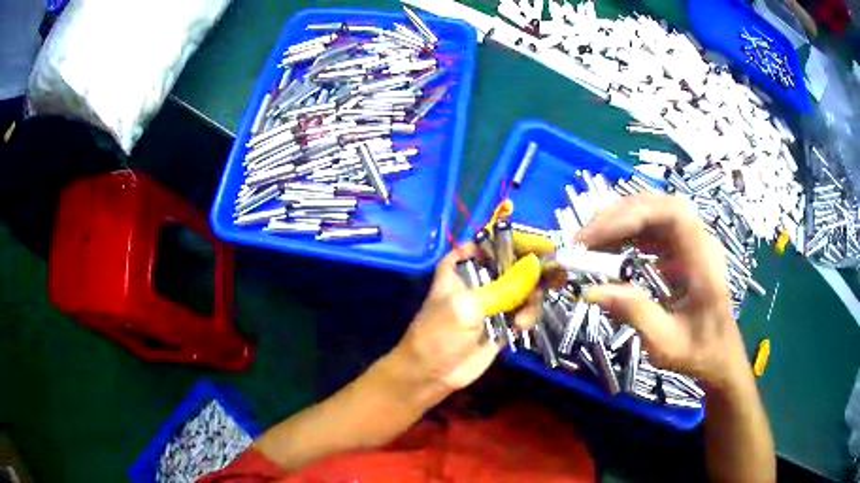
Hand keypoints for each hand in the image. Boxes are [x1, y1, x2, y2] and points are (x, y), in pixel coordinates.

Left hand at [392, 244, 540, 393]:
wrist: (434, 373)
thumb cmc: (440, 333)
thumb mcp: (466, 305)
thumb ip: (502, 287)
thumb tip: (535, 266)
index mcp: (461, 267)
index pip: (487, 244)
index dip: (511, 242)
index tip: (535, 245)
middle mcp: (479, 280)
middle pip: (511, 265)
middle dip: (531, 270)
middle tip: (551, 274)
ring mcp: (492, 302)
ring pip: (523, 289)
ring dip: (530, 298)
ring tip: (523, 316)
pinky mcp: (503, 322)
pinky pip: (524, 311)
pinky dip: (528, 315)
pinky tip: (521, 326)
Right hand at [574, 195, 749, 389]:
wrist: (720, 355)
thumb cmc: (699, 352)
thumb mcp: (666, 344)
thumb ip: (634, 314)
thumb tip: (590, 292)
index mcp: (704, 262)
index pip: (673, 214)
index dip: (633, 215)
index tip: (596, 237)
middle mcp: (700, 242)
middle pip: (659, 205)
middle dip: (618, 216)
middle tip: (583, 239)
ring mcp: (692, 243)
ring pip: (653, 213)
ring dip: (619, 222)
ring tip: (589, 243)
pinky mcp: (682, 250)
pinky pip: (652, 230)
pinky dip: (626, 234)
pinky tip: (608, 249)